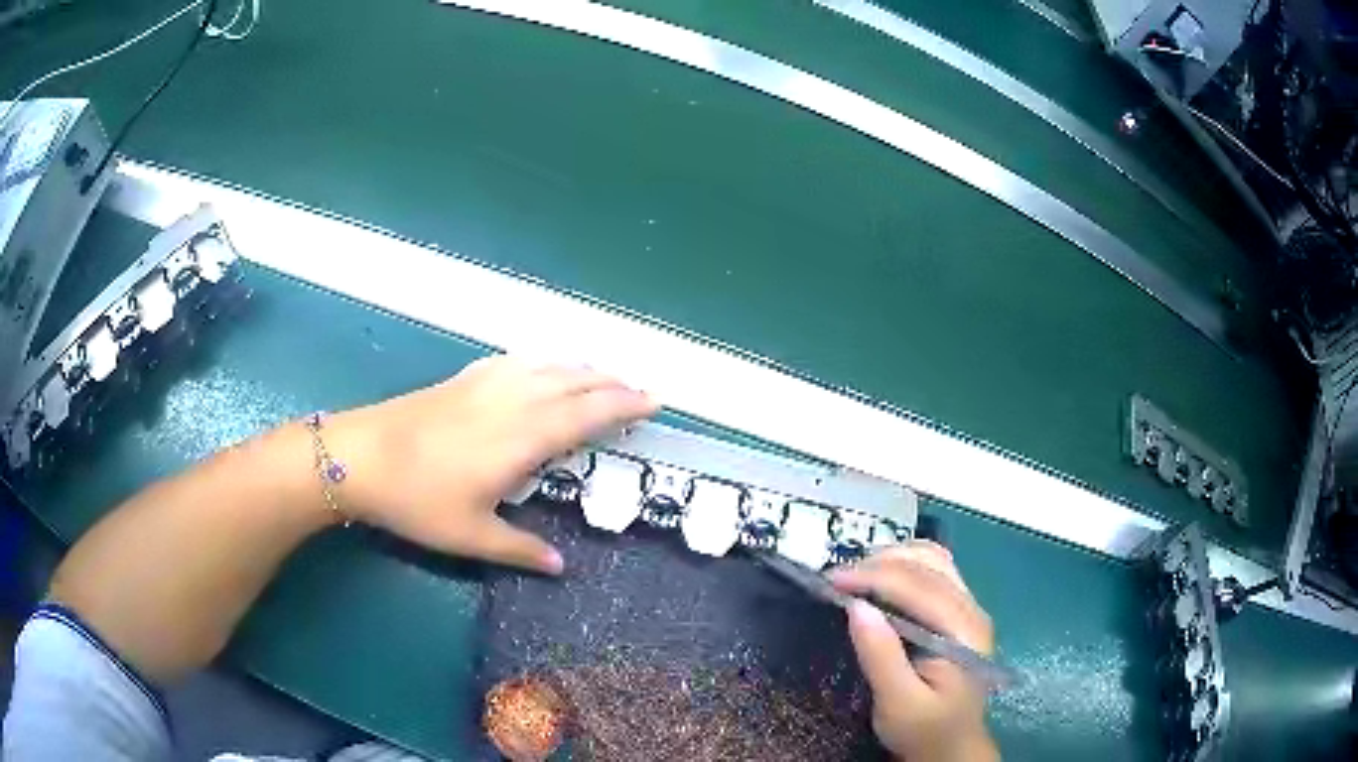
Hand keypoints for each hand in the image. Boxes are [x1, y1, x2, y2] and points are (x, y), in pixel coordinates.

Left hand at [329, 356, 657, 572]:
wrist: (360, 456)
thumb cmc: (418, 499)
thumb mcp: (471, 535)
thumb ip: (521, 549)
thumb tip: (561, 567)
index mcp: (523, 436)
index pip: (589, 413)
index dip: (625, 405)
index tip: (655, 400)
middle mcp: (513, 399)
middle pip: (576, 381)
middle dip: (613, 383)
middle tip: (640, 391)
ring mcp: (487, 382)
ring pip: (549, 365)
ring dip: (583, 368)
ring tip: (602, 377)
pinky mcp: (464, 377)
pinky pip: (519, 360)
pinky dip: (545, 362)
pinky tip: (541, 368)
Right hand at [828, 542, 997, 761]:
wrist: (951, 747)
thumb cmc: (924, 730)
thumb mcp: (898, 703)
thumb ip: (881, 656)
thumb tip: (856, 607)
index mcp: (963, 631)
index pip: (918, 586)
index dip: (873, 575)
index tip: (830, 580)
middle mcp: (972, 609)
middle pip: (928, 564)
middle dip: (878, 563)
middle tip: (835, 579)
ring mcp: (969, 607)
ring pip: (933, 560)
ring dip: (892, 559)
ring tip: (855, 575)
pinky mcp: (959, 611)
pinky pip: (934, 571)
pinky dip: (904, 565)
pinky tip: (882, 577)